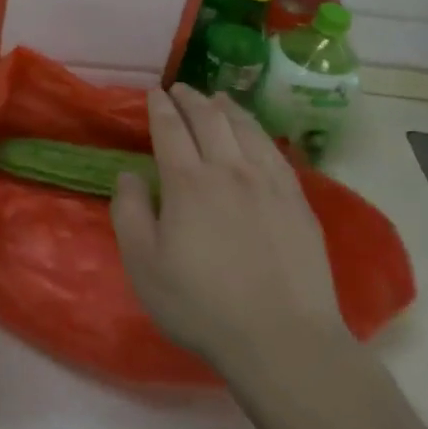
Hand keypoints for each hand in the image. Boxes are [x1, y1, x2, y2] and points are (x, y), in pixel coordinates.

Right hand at [112, 85, 351, 379]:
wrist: (283, 339)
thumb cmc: (201, 305)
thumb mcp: (144, 265)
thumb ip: (129, 212)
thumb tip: (129, 174)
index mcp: (188, 182)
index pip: (171, 130)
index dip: (160, 108)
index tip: (154, 94)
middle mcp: (229, 170)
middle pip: (210, 119)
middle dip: (192, 99)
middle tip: (181, 88)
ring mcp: (269, 184)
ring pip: (246, 129)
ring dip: (227, 108)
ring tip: (217, 99)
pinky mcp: (298, 202)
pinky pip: (275, 152)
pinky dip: (259, 132)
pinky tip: (256, 135)